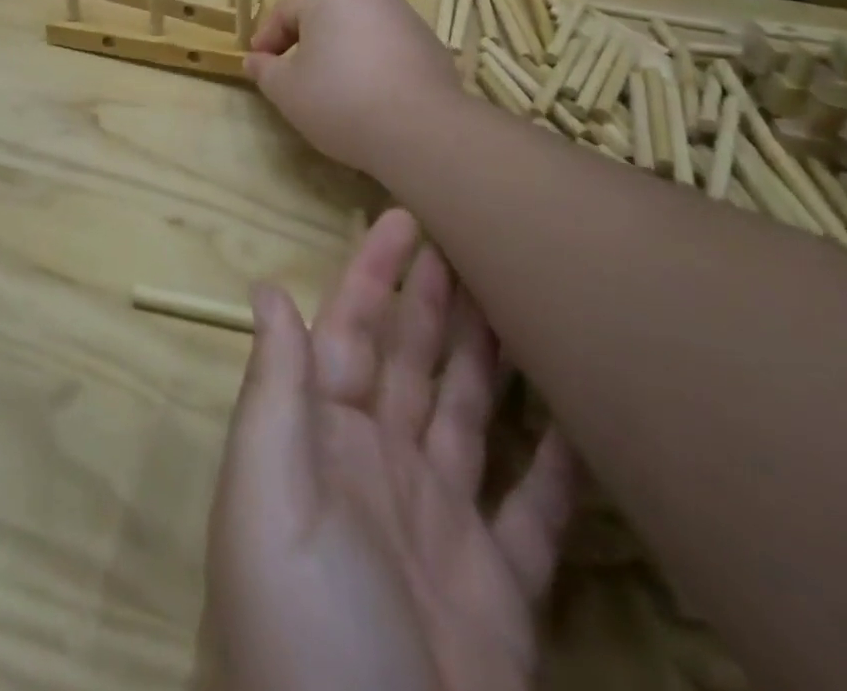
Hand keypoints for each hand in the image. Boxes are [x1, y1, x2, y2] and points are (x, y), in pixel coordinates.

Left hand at [202, 210, 574, 690]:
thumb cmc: (304, 630)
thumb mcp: (267, 498)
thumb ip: (272, 390)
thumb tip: (265, 288)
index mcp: (321, 440)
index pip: (347, 332)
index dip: (371, 275)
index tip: (403, 217)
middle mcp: (378, 469)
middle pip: (411, 362)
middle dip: (435, 299)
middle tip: (472, 237)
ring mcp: (441, 527)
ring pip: (469, 415)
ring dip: (491, 356)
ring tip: (522, 296)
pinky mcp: (500, 593)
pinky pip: (533, 512)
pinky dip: (554, 464)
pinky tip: (581, 416)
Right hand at [244, 0, 464, 177]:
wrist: (422, 130)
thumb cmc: (340, 100)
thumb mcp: (286, 90)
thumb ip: (264, 70)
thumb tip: (254, 59)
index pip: (285, 9)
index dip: (267, 38)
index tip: (259, 67)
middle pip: (323, 13)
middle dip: (303, 41)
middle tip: (291, 75)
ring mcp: (404, 15)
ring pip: (355, 28)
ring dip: (337, 51)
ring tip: (330, 88)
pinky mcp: (429, 42)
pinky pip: (384, 45)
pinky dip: (368, 62)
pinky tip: (366, 95)